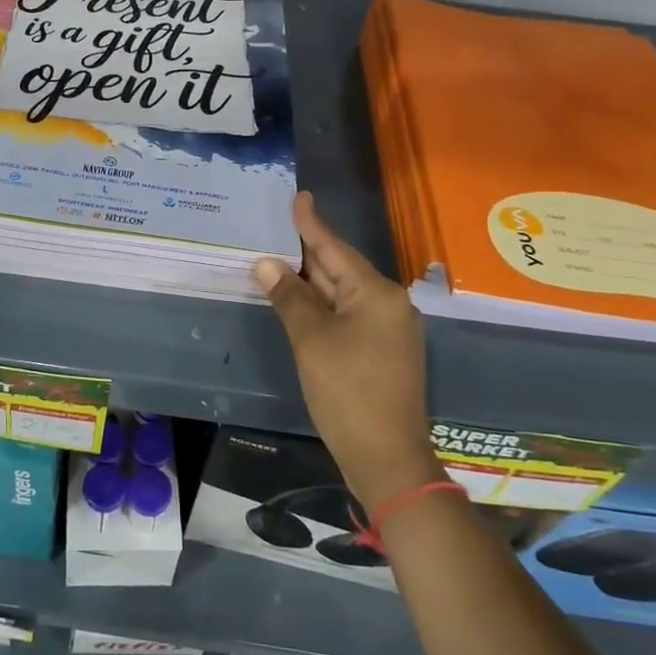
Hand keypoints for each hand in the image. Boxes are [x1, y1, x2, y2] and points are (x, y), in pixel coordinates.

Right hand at [256, 192, 432, 511]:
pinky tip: (298, 299)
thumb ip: (289, 298)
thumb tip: (267, 264)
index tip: (298, 196)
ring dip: (311, 279)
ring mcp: (387, 328)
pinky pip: (347, 313)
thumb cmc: (348, 393)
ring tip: (279, 256)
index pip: (335, 248)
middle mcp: (388, 304)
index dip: (311, 223)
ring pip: (342, 292)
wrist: (387, 458)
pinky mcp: (381, 350)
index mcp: (376, 294)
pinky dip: (321, 304)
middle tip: (276, 226)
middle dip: (307, 250)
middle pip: (340, 268)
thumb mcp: (312, 341)